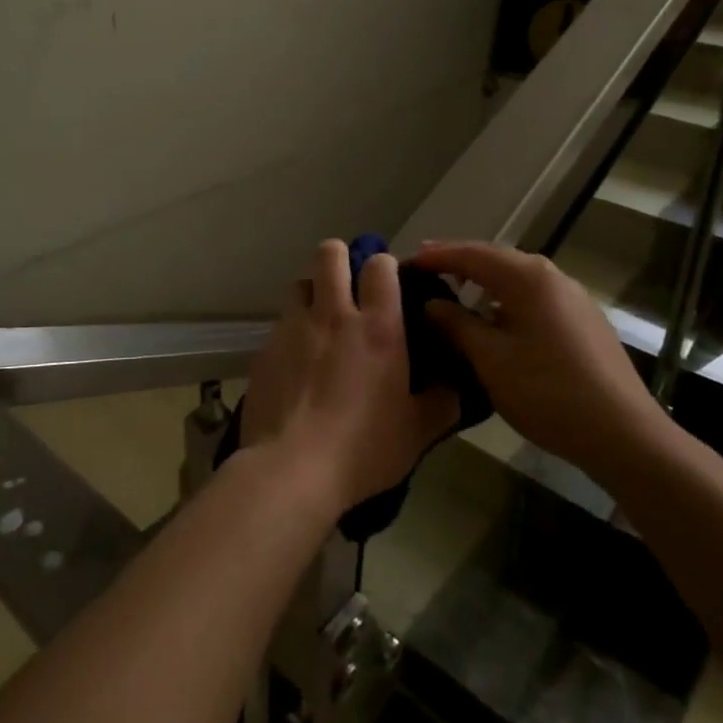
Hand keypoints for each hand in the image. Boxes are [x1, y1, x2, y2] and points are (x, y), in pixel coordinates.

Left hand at [241, 240, 459, 516]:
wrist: (291, 469)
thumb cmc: (363, 449)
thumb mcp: (417, 432)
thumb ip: (441, 402)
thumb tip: (456, 386)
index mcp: (377, 328)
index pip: (379, 265)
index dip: (383, 264)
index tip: (387, 281)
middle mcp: (333, 315)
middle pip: (329, 253)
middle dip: (340, 258)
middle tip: (348, 284)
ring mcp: (294, 327)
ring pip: (300, 282)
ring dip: (312, 291)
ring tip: (320, 319)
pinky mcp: (265, 347)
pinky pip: (281, 321)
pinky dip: (292, 329)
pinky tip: (296, 359)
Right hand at [410, 242, 668, 481]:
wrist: (624, 434)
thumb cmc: (548, 392)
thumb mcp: (490, 359)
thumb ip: (455, 324)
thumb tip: (431, 303)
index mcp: (528, 278)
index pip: (472, 254)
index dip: (437, 256)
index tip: (406, 261)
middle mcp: (553, 277)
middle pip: (496, 260)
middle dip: (459, 263)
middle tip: (426, 270)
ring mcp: (573, 298)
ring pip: (517, 280)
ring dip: (484, 282)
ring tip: (454, 292)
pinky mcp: (584, 321)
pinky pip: (534, 298)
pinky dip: (506, 299)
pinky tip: (495, 319)